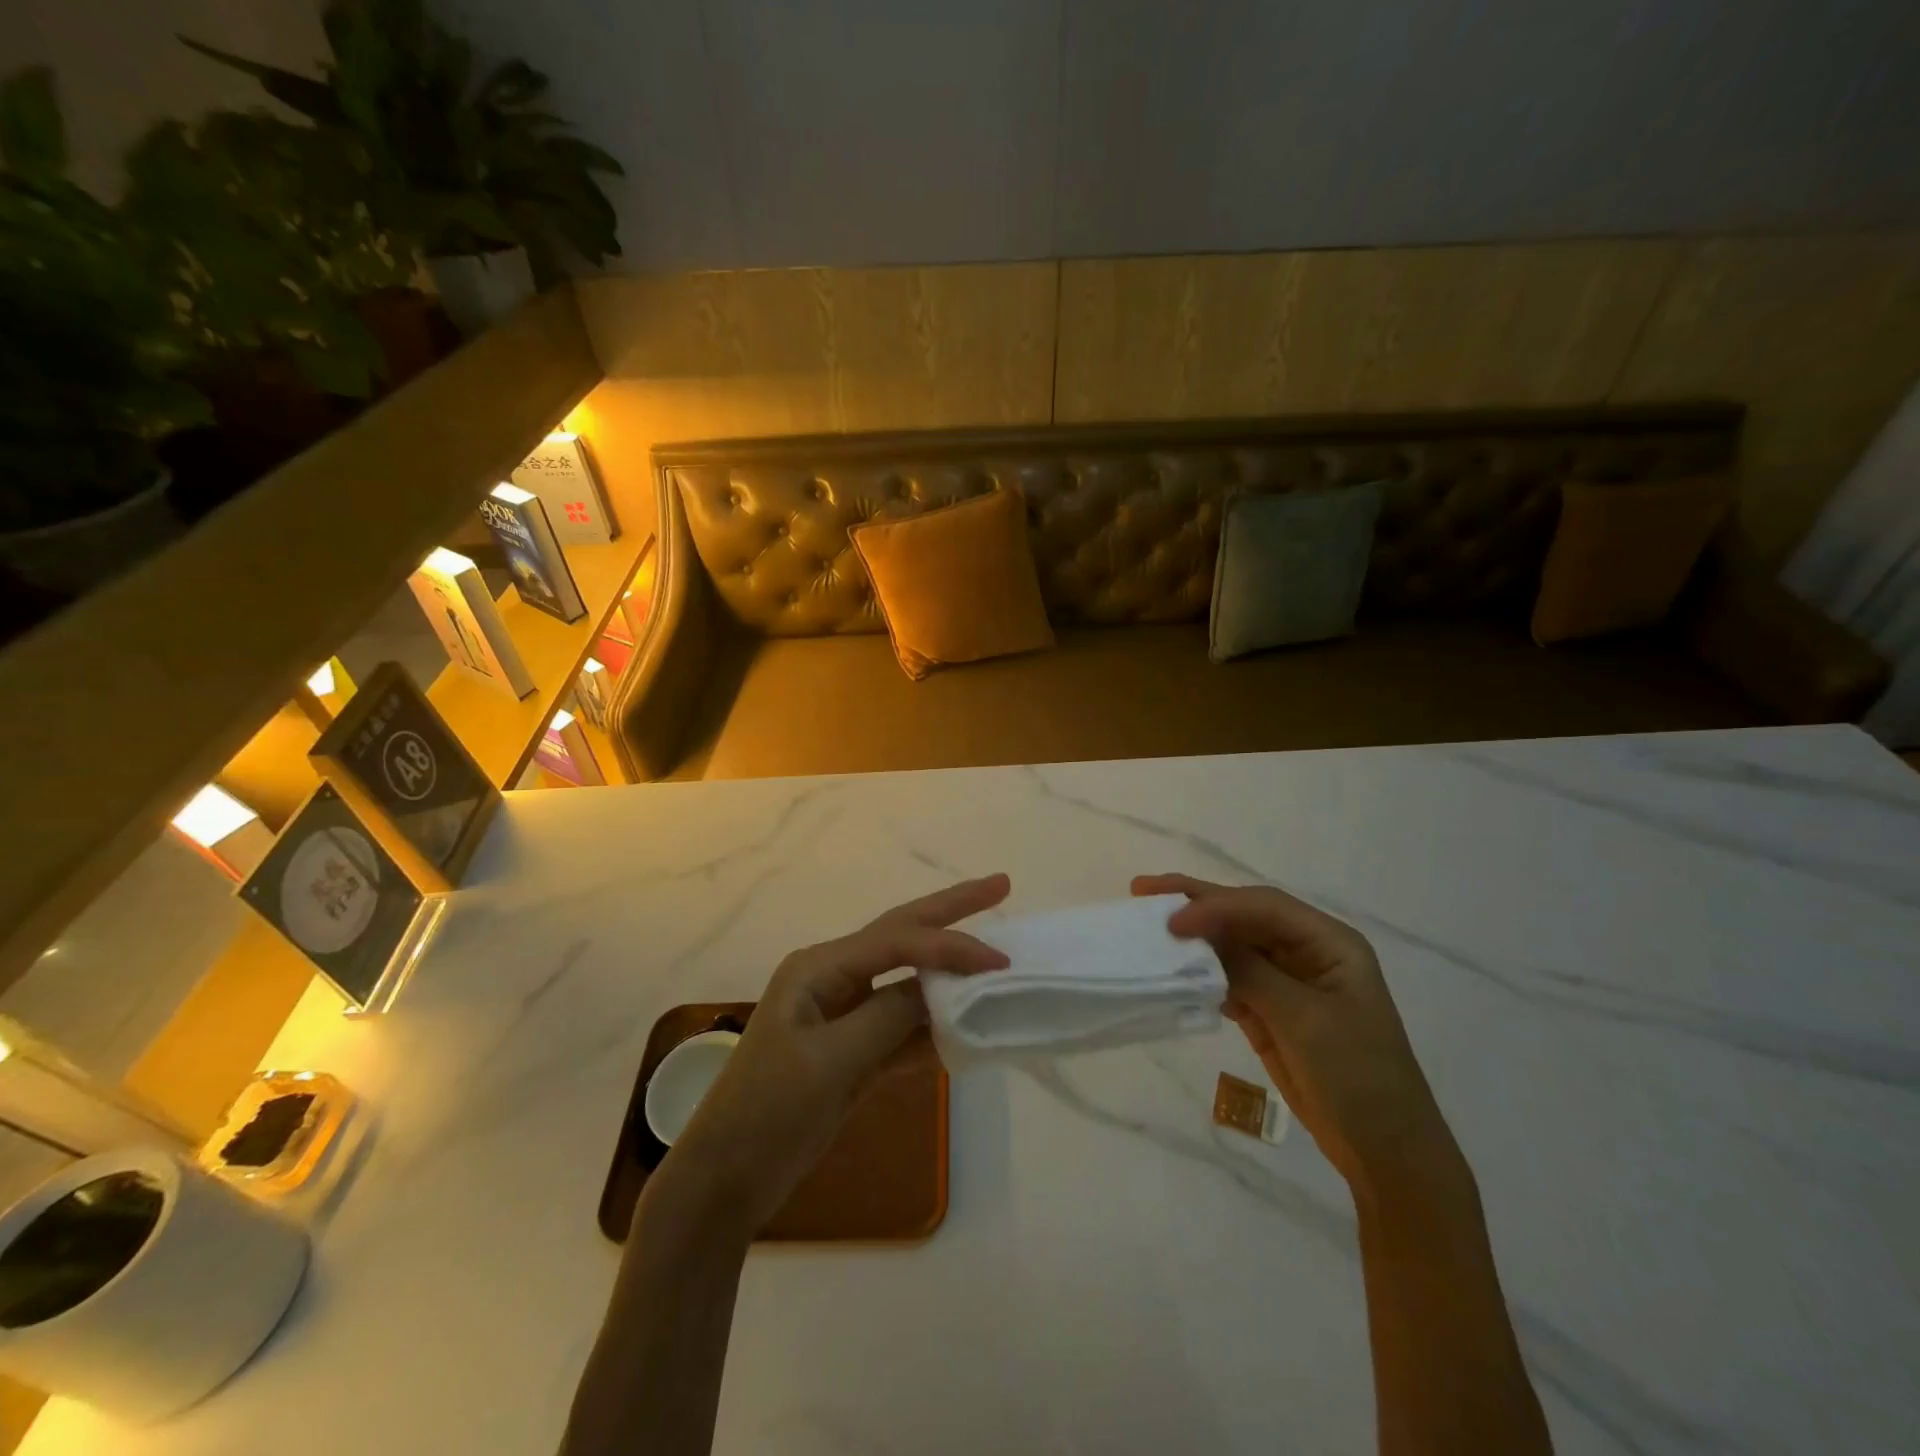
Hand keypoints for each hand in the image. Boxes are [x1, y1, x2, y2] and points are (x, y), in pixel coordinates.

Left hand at [659, 874, 1011, 1237]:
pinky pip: (903, 1026)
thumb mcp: (830, 1062)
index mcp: (819, 967)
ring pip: (908, 981)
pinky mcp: (853, 1051)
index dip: (950, 946)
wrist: (726, 1179)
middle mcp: (834, 978)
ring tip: (996, 957)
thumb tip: (941, 988)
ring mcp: (844, 1014)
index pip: (897, 941)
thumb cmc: (768, 1111)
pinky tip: (968, 1026)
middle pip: (903, 935)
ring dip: (950, 974)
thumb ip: (889, 1017)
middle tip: (1001, 885)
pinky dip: (934, 1026)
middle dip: (951, 911)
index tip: (998, 962)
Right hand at [1132, 873, 1463, 1196]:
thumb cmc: (1358, 1077)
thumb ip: (1251, 972)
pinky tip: (1174, 971)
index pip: (1263, 907)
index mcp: (1329, 941)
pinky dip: (1202, 973)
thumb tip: (1198, 938)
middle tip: (1143, 890)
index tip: (1172, 921)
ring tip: (1149, 926)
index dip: (1216, 906)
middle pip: (1245, 915)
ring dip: (1194, 938)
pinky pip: (1230, 979)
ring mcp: (1288, 981)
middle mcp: (1308, 950)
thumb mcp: (1304, 1019)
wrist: (1386, 1152)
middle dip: (1197, 902)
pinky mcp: (1271, 1010)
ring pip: (1233, 945)